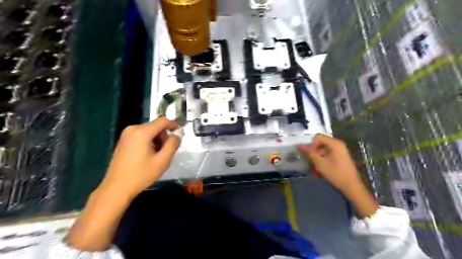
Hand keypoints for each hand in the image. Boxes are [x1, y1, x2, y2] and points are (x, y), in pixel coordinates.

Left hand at [98, 117, 178, 199]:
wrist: (117, 188)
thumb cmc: (141, 174)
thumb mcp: (163, 161)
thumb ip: (173, 144)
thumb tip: (177, 134)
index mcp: (142, 132)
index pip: (163, 120)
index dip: (174, 124)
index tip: (181, 130)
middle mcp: (133, 129)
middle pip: (155, 125)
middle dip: (164, 134)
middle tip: (169, 149)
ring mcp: (126, 134)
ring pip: (149, 130)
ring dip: (157, 138)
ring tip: (159, 154)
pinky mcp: (123, 140)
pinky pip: (141, 135)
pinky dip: (149, 140)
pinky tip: (149, 154)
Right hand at [298, 134, 362, 190]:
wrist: (352, 187)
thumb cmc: (336, 173)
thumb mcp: (320, 163)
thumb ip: (309, 153)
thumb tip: (299, 145)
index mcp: (334, 143)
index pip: (318, 137)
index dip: (311, 144)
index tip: (308, 154)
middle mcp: (338, 145)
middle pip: (320, 144)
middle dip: (313, 152)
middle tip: (308, 161)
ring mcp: (339, 151)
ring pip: (323, 151)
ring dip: (316, 159)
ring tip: (312, 169)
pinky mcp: (340, 157)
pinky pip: (327, 156)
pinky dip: (322, 161)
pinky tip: (318, 171)